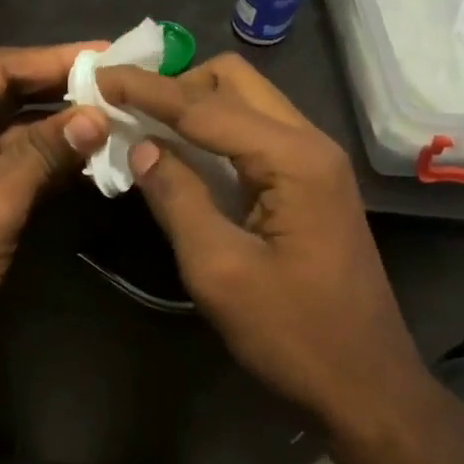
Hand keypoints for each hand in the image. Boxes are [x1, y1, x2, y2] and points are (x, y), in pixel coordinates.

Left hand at [0, 43, 109, 395]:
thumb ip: (45, 151)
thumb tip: (99, 114)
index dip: (54, 59)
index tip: (107, 52)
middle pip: (5, 95)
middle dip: (60, 90)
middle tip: (119, 80)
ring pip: (13, 131)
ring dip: (60, 126)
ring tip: (117, 114)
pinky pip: (14, 164)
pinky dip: (50, 160)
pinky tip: (93, 155)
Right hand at [96, 54, 444, 452]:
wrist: (364, 385)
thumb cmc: (291, 333)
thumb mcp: (218, 269)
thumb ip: (177, 198)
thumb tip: (142, 147)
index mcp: (293, 158)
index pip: (204, 105)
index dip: (146, 90)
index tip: (98, 77)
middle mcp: (309, 144)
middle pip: (233, 83)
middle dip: (174, 86)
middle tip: (124, 107)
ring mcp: (314, 163)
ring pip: (244, 105)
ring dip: (192, 107)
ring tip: (140, 123)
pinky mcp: (308, 186)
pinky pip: (252, 137)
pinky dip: (211, 135)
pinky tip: (179, 152)